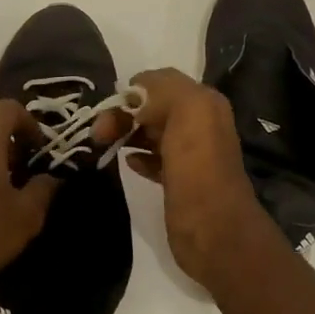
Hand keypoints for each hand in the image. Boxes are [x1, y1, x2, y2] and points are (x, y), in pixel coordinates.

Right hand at [98, 68, 273, 289]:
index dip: (135, 89)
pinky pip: (153, 159)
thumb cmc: (198, 167)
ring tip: (104, 143)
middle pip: (154, 107)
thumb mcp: (188, 111)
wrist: (214, 231)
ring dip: (127, 132)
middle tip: (99, 131)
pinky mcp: (179, 181)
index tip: (110, 104)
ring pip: (152, 132)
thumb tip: (137, 93)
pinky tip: (127, 162)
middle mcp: (200, 124)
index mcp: (205, 104)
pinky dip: (137, 156)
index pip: (163, 82)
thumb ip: (164, 89)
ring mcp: (190, 155)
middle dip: (125, 112)